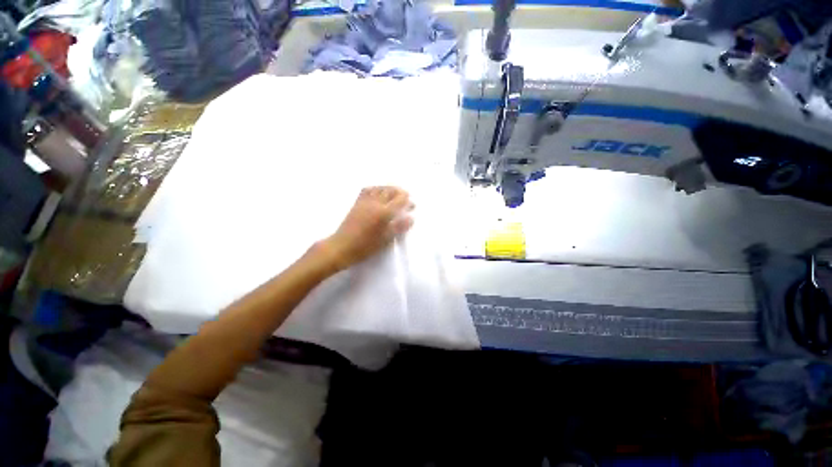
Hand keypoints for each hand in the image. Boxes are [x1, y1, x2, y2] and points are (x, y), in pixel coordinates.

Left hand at [320, 186, 413, 271]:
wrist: (342, 247)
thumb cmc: (366, 246)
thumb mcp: (386, 239)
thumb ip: (399, 227)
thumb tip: (411, 218)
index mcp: (384, 212)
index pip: (399, 199)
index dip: (407, 200)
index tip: (412, 205)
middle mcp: (375, 203)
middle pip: (390, 191)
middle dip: (400, 192)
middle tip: (406, 199)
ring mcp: (365, 202)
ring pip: (379, 188)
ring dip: (389, 189)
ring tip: (394, 195)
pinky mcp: (357, 203)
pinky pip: (367, 190)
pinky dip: (376, 189)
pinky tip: (378, 193)